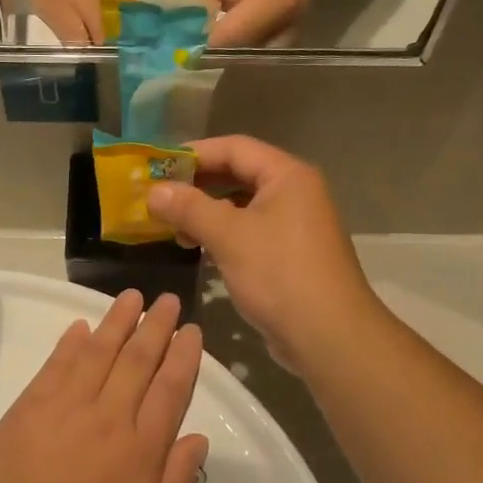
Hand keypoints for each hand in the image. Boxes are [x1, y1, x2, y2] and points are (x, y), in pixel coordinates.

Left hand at [0, 291, 207, 482]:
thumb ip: (178, 479)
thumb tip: (199, 436)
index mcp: (141, 447)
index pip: (170, 389)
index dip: (183, 356)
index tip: (191, 331)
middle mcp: (109, 417)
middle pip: (138, 361)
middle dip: (156, 326)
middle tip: (168, 300)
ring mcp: (68, 406)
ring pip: (99, 352)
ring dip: (118, 321)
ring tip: (132, 296)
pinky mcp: (33, 403)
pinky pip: (58, 364)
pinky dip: (71, 342)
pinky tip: (82, 325)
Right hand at [146, 136, 381, 371]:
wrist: (328, 335)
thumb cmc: (279, 275)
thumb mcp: (229, 236)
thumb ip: (189, 208)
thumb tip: (154, 191)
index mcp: (287, 176)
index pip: (235, 147)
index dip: (194, 153)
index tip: (157, 166)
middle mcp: (295, 193)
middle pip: (239, 174)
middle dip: (198, 184)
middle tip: (159, 196)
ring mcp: (294, 225)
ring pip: (242, 206)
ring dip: (206, 212)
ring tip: (173, 226)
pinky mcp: (289, 255)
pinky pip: (249, 232)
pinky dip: (222, 234)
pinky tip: (198, 248)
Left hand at [193, 0, 316, 46]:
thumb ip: (200, 5)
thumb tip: (181, 34)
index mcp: (270, 9)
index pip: (227, 42)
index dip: (201, 48)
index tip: (178, 48)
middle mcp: (287, 27)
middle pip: (241, 55)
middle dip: (214, 54)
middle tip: (189, 47)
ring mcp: (293, 31)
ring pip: (252, 56)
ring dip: (229, 53)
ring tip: (206, 42)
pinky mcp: (292, 29)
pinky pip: (263, 48)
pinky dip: (243, 46)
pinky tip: (227, 37)